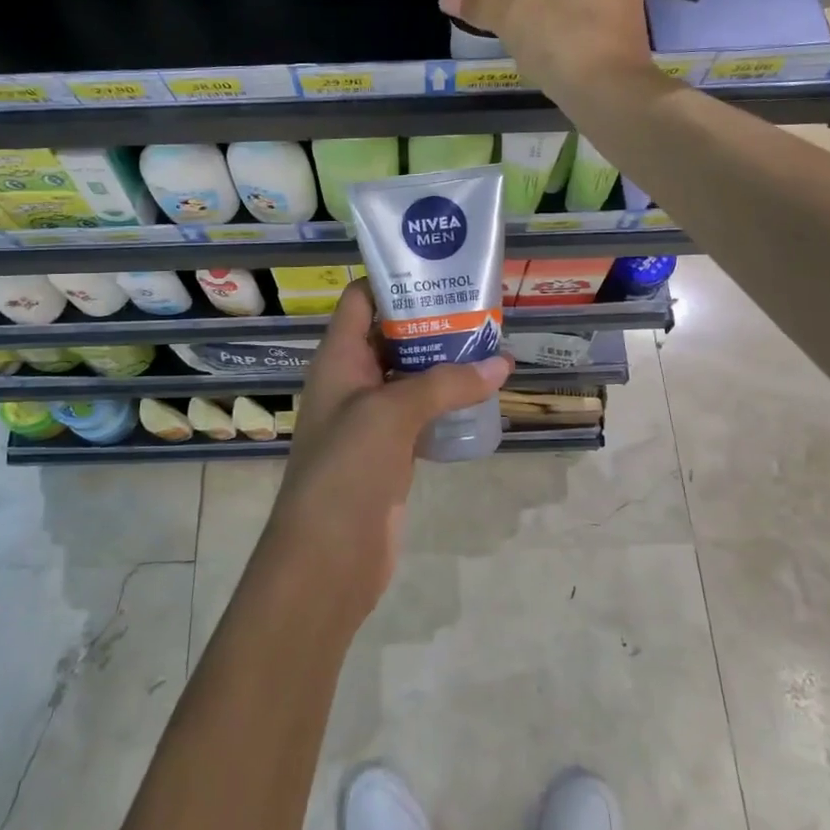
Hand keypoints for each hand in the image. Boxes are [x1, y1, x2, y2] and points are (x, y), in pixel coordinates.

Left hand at [264, 279, 511, 617]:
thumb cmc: (346, 469)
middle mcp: (352, 380)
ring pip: (410, 374)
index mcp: (338, 358)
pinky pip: (421, 412)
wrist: (328, 558)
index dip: (394, 280)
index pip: (360, 300)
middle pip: (391, 334)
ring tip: (491, 343)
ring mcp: (371, 417)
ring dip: (444, 361)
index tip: (441, 270)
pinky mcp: (390, 450)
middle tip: (481, 306)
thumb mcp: (392, 413)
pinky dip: (447, 400)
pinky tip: (482, 393)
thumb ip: (446, 384)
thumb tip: (502, 364)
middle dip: (431, 320)